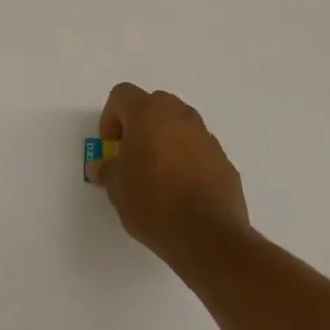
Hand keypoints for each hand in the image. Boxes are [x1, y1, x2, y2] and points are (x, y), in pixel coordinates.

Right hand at [97, 83, 249, 264]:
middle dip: (139, 124)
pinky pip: (198, 149)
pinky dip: (186, 160)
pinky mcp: (224, 160)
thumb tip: (105, 167)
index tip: (110, 145)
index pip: (122, 94)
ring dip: (165, 140)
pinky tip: (180, 190)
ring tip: (157, 174)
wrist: (208, 235)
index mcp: (148, 113)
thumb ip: (108, 170)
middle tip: (131, 154)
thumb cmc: (152, 202)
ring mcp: (206, 137)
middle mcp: (180, 116)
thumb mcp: (116, 188)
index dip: (110, 116)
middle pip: (154, 104)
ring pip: (179, 126)